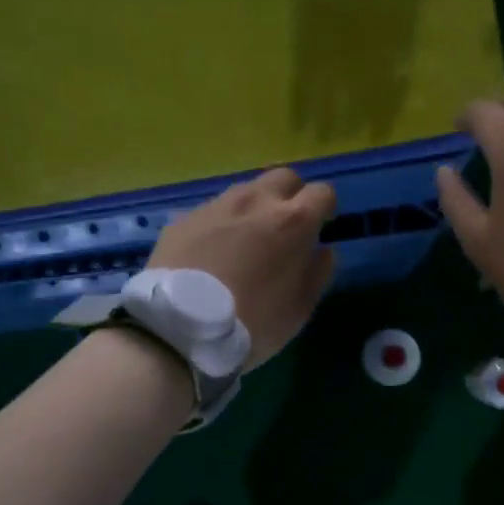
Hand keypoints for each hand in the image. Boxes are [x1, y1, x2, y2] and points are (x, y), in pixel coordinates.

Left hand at [149, 168, 338, 367]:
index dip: (325, 208)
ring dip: (255, 206)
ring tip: (247, 239)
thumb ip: (318, 273)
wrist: (178, 327)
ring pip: (246, 189)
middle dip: (292, 195)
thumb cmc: (251, 322)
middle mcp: (256, 201)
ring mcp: (216, 205)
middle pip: (284, 177)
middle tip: (286, 227)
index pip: (322, 192)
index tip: (321, 227)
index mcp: (292, 221)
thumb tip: (323, 251)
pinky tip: (213, 251)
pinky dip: (222, 223)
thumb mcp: (299, 310)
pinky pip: (213, 210)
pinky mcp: (185, 217)